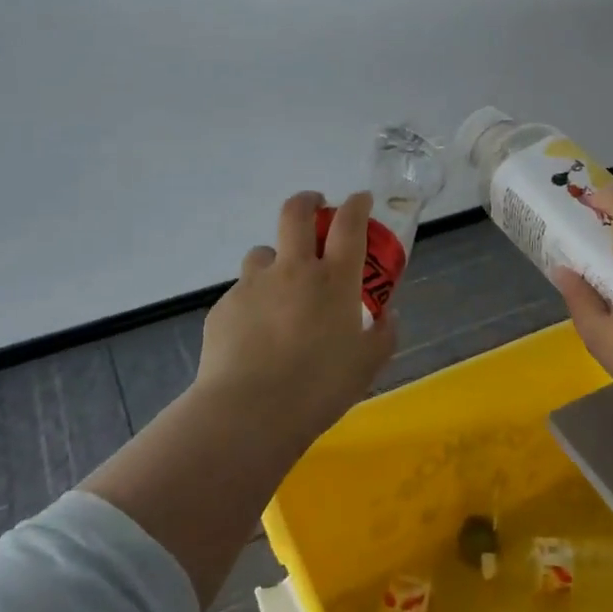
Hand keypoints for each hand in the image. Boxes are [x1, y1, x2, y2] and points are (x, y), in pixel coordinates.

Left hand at [197, 190, 397, 435]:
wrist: (249, 411)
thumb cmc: (319, 387)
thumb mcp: (367, 365)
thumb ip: (383, 335)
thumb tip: (388, 316)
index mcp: (334, 280)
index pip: (349, 224)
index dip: (357, 204)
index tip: (361, 200)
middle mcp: (293, 270)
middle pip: (296, 214)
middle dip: (308, 202)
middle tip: (316, 207)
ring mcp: (254, 285)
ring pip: (263, 253)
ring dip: (275, 260)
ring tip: (280, 287)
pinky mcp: (224, 307)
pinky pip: (242, 293)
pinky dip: (254, 302)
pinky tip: (256, 334)